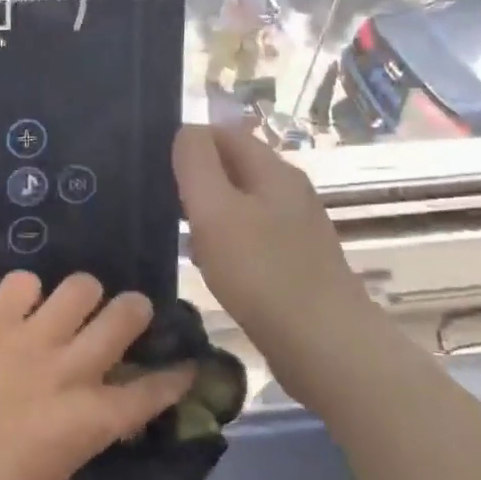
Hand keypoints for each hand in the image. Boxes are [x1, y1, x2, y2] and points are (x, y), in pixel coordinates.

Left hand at [0, 272, 193, 479]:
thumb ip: (81, 435)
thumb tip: (92, 413)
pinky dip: (27, 293)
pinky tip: (19, 309)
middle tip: (128, 316)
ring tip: (72, 307)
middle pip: (123, 317)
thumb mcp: (55, 476)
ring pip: (79, 286)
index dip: (174, 376)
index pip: (149, 391)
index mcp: (88, 420)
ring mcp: (27, 339)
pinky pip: (21, 282)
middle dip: (136, 312)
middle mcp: (67, 369)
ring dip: (84, 296)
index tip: (186, 364)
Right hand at [173, 124, 370, 345]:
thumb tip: (185, 131)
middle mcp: (288, 190)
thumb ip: (196, 163)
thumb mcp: (216, 210)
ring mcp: (295, 228)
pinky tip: (210, 268)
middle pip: (232, 167)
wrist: (326, 348)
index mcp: (273, 170)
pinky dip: (224, 243)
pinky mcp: (295, 262)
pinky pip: (249, 237)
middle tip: (162, 205)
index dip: (186, 143)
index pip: (223, 133)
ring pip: (239, 204)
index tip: (154, 171)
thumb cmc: (262, 273)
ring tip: (179, 238)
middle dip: (195, 180)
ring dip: (207, 215)